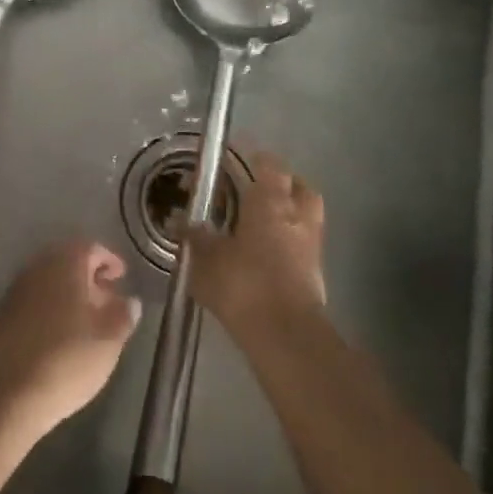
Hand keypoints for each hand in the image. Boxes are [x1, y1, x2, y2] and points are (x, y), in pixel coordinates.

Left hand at [0, 240, 140, 434]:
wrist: (5, 392)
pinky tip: (60, 336)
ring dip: (69, 295)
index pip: (91, 248)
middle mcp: (38, 267)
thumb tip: (130, 300)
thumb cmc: (66, 358)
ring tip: (87, 322)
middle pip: (67, 263)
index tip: (122, 277)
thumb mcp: (108, 340)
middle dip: (89, 278)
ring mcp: (16, 290)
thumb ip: (123, 315)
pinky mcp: (2, 315)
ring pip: (49, 282)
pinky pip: (34, 301)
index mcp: (65, 262)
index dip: (110, 261)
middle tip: (107, 300)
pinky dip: (51, 309)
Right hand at [186, 150, 327, 336]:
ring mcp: (311, 245)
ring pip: (306, 215)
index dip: (254, 157)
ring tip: (261, 222)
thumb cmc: (244, 284)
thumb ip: (193, 236)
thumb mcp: (206, 259)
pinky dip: (289, 242)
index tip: (235, 159)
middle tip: (255, 189)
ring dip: (289, 213)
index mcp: (270, 201)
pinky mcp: (316, 274)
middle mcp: (296, 215)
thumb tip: (177, 220)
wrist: (284, 336)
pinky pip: (304, 245)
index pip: (269, 164)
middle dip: (281, 183)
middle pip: (298, 186)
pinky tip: (267, 254)